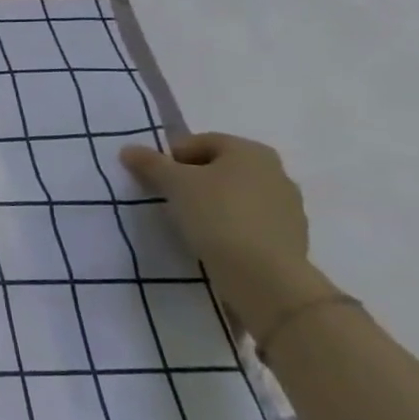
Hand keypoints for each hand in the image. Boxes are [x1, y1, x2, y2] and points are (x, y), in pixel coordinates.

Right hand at [119, 133, 336, 335]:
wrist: (265, 276)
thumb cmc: (217, 215)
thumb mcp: (174, 184)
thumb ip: (150, 163)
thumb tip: (128, 149)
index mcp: (250, 150)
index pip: (200, 142)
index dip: (172, 157)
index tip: (155, 179)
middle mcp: (275, 171)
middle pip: (219, 168)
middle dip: (192, 180)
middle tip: (169, 199)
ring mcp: (288, 206)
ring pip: (235, 195)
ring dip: (211, 204)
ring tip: (189, 223)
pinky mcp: (290, 237)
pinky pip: (250, 221)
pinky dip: (230, 225)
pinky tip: (214, 241)